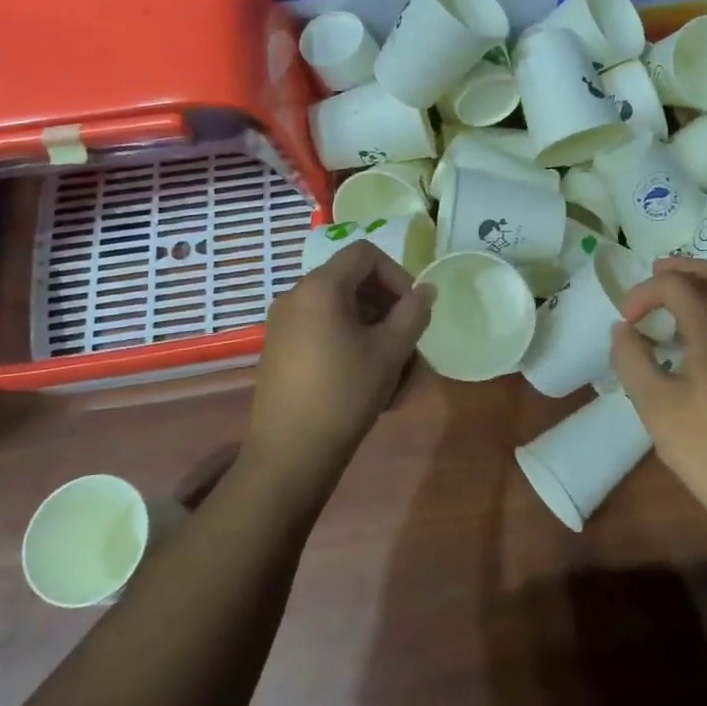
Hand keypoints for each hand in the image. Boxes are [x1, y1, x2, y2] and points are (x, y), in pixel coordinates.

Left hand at [249, 242, 432, 469]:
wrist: (291, 451)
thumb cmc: (345, 393)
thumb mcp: (389, 351)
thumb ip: (413, 313)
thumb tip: (426, 290)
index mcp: (320, 287)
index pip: (365, 254)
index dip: (397, 274)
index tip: (412, 308)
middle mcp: (295, 296)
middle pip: (352, 280)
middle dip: (387, 304)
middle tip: (407, 338)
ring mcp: (283, 323)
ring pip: (340, 309)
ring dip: (372, 327)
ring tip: (393, 365)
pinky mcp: (280, 349)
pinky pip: (322, 329)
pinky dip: (349, 340)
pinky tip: (366, 377)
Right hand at [610, 258, 706, 529]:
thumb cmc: (703, 445)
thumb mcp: (653, 403)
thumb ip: (632, 358)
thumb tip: (623, 329)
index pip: (677, 285)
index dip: (644, 293)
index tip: (625, 320)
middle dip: (682, 268)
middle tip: (652, 274)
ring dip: (697, 285)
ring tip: (665, 297)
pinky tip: (684, 333)